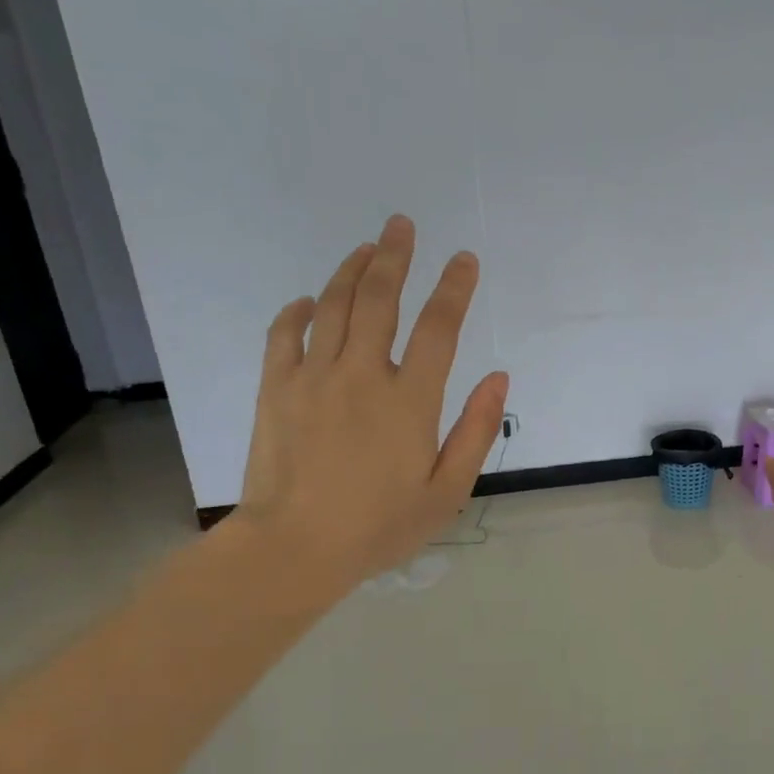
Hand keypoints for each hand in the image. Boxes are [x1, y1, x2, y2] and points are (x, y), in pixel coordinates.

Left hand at [232, 214, 508, 591]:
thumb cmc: (379, 526)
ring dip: (351, 270)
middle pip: (380, 298)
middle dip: (395, 256)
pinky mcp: (275, 389)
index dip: (454, 288)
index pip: (439, 327)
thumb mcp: (447, 492)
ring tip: (366, 248)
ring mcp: (313, 377)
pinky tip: (309, 300)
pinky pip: (284, 334)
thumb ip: (476, 430)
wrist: (294, 549)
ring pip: (333, 305)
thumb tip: (498, 378)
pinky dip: (298, 310)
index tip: (464, 260)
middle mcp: (362, 375)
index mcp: (410, 400)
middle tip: (402, 225)